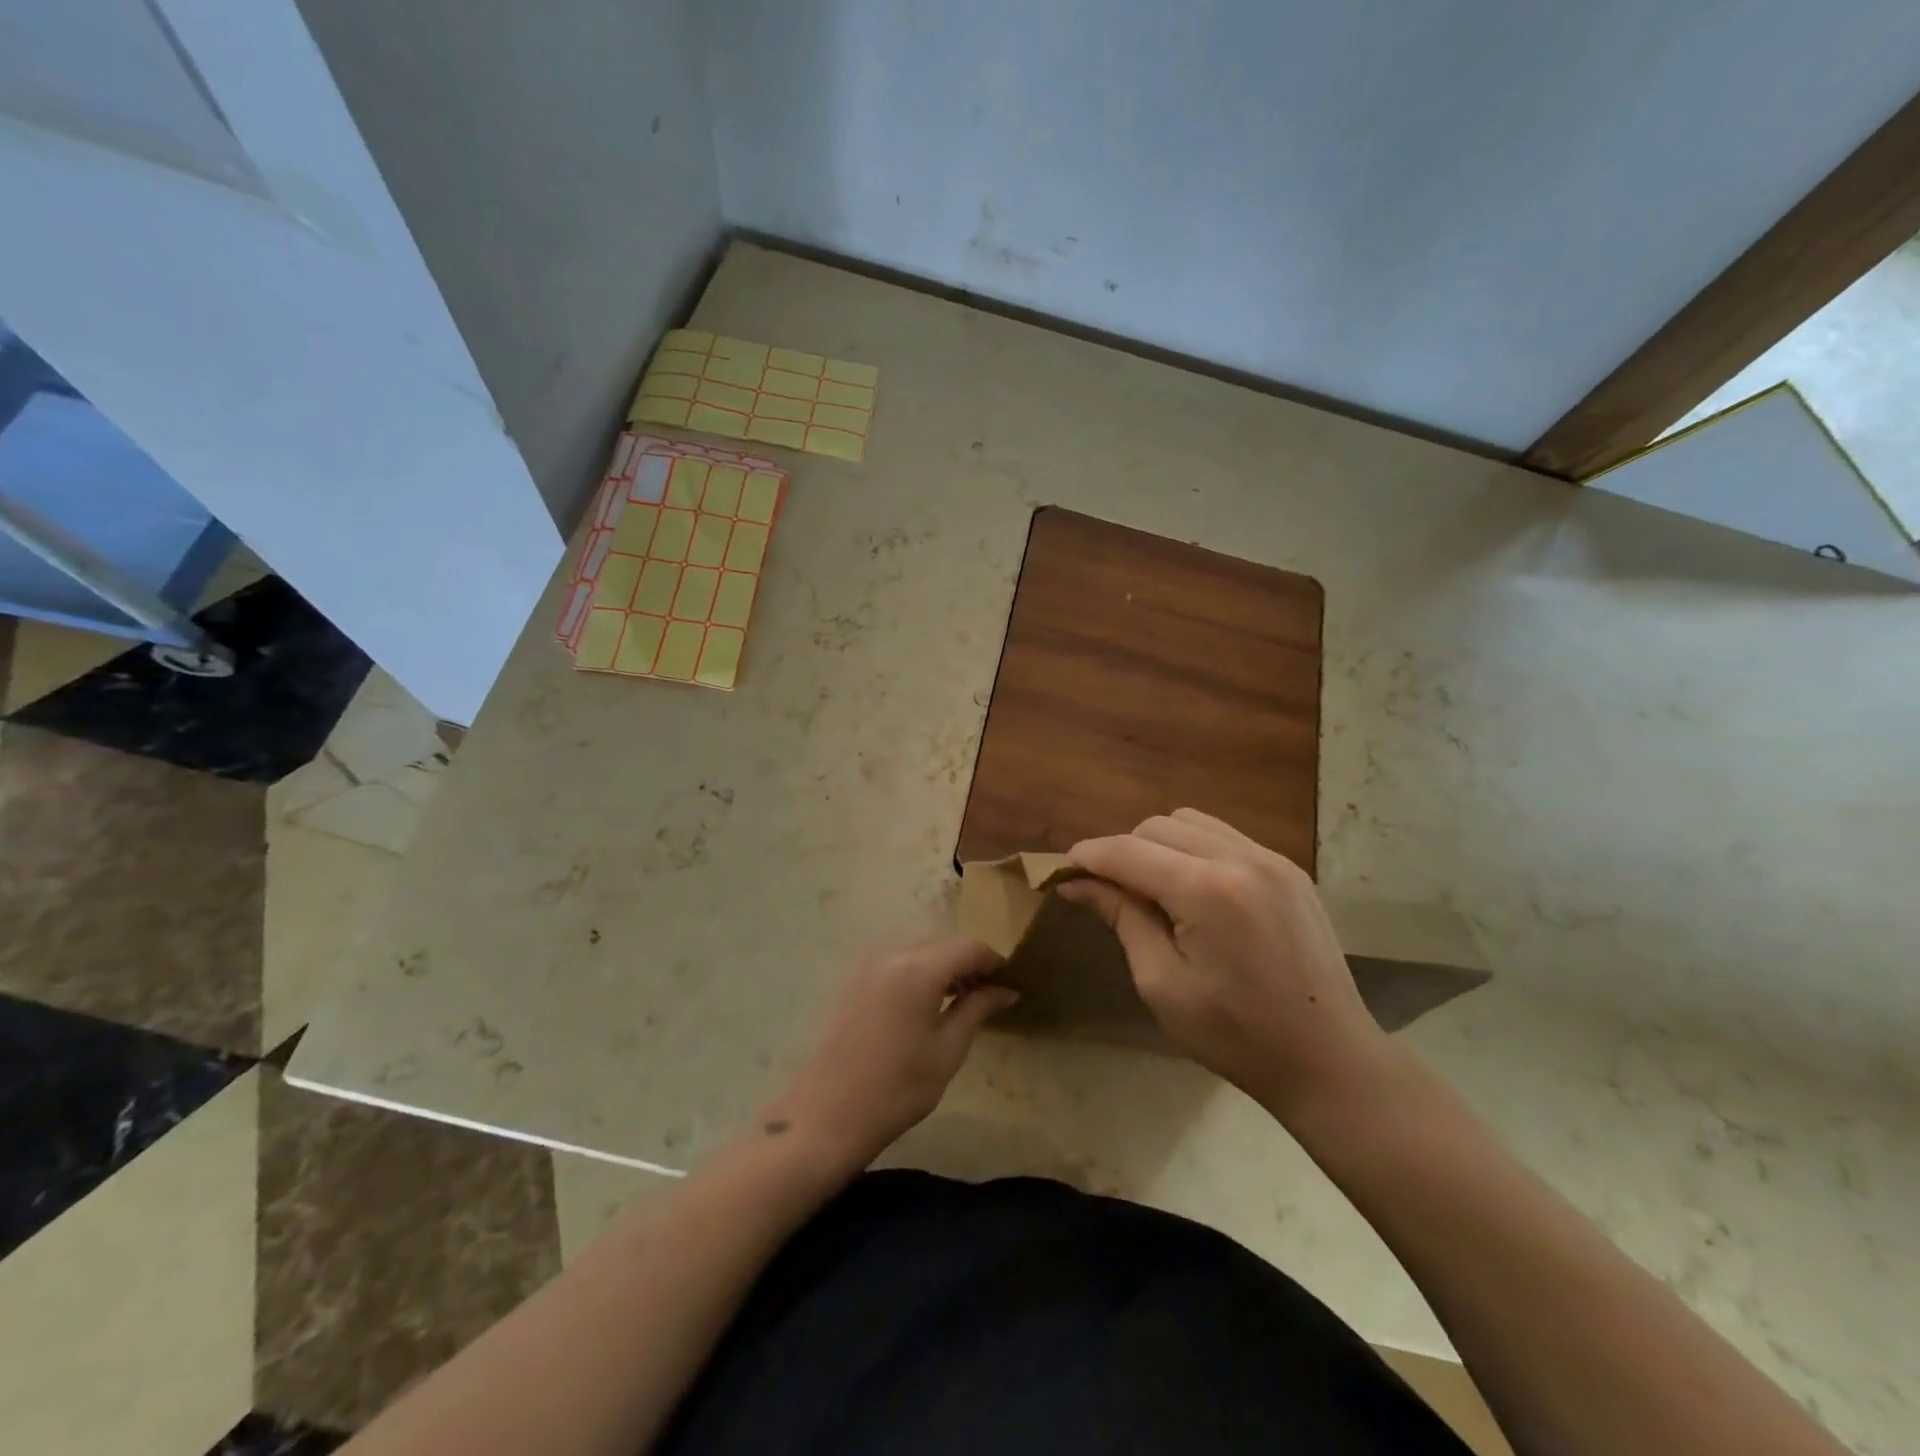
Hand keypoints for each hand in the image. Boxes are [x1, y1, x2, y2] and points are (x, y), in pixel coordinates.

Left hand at [764, 937, 1016, 1172]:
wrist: (829, 1113)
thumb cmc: (898, 1087)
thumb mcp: (948, 1049)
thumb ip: (977, 1008)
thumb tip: (1006, 989)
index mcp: (918, 967)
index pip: (968, 947)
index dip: (994, 961)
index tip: (1011, 982)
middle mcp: (891, 952)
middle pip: (943, 944)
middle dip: (969, 963)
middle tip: (991, 993)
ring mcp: (868, 962)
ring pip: (920, 949)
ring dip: (944, 966)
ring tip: (963, 999)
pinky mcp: (855, 977)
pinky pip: (899, 960)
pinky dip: (920, 971)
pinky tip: (929, 1001)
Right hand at [1062, 809, 1395, 1120]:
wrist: (1330, 1059)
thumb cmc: (1236, 1035)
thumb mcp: (1161, 983)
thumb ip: (1121, 919)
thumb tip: (1076, 883)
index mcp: (1206, 890)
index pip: (1128, 851)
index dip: (1089, 855)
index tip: (1062, 869)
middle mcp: (1240, 858)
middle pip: (1158, 825)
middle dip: (1123, 850)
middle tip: (1107, 890)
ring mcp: (1271, 859)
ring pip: (1191, 822)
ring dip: (1158, 844)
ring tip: (1151, 888)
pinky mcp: (1290, 870)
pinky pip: (1225, 837)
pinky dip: (1194, 849)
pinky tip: (1193, 889)